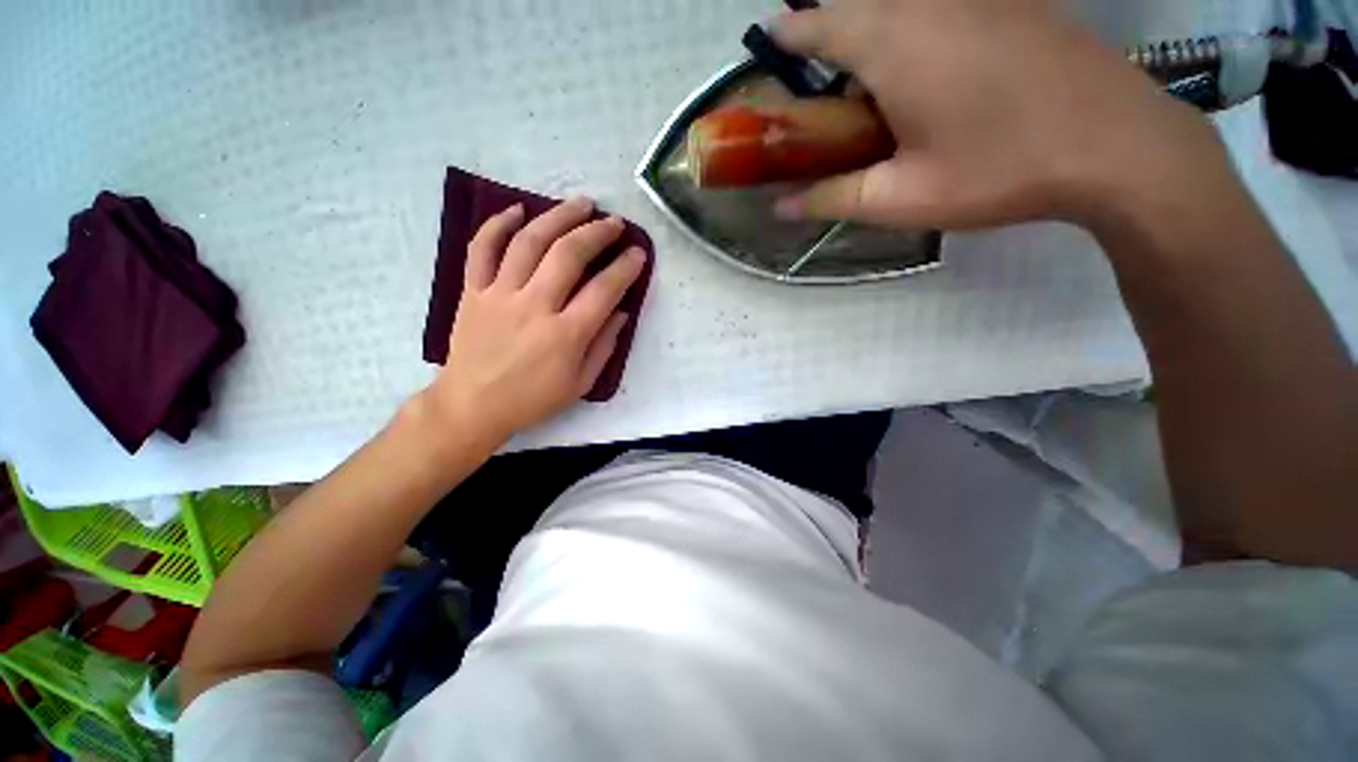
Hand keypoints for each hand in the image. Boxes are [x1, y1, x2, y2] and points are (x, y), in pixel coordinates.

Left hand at [420, 199, 645, 443]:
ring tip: (580, 203)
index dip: (625, 267)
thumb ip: (604, 346)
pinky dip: (497, 224)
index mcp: (566, 334)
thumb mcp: (580, 384)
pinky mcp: (473, 291)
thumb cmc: (532, 400)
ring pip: (529, 241)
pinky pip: (481, 248)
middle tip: (614, 223)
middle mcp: (534, 306)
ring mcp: (500, 294)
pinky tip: (517, 209)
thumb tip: (622, 312)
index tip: (638, 253)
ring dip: (558, 216)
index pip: (604, 290)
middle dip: (597, 233)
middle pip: (568, 255)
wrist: (472, 406)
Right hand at [771, 0, 1228, 230]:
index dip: (791, 33)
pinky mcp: (1013, 1)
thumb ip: (833, 198)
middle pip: (860, 8)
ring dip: (876, 38)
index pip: (820, 22)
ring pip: (902, 6)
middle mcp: (931, 1)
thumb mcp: (901, 198)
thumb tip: (781, 208)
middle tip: (831, 95)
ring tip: (881, 97)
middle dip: (833, 39)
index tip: (773, 44)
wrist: (1117, 145)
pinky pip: (943, 6)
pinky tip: (935, 78)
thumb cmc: (999, 171)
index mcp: (895, 43)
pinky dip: (919, 31)